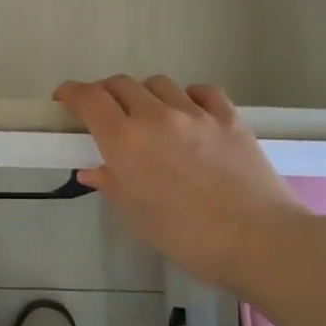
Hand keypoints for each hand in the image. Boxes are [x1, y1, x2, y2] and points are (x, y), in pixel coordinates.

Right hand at [54, 75, 309, 291]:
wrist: (261, 242)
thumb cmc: (190, 239)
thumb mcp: (139, 218)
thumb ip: (113, 185)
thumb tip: (92, 169)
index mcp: (126, 142)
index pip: (89, 99)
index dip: (71, 92)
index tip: (64, 98)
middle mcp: (156, 116)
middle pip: (120, 83)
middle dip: (104, 92)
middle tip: (103, 113)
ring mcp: (195, 112)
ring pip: (158, 83)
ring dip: (144, 94)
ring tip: (148, 115)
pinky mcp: (228, 116)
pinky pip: (200, 91)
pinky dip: (187, 96)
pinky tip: (189, 114)